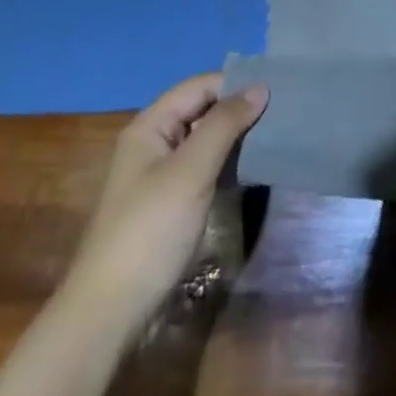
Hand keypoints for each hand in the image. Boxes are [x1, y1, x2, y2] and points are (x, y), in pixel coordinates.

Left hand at [60, 73, 267, 343]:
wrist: (112, 310)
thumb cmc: (151, 230)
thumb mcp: (191, 171)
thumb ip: (224, 125)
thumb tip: (260, 87)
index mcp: (149, 127)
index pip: (198, 87)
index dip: (235, 84)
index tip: (278, 90)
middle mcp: (153, 144)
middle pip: (201, 111)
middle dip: (238, 109)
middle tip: (284, 113)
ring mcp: (160, 176)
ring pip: (204, 141)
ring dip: (236, 138)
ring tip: (277, 136)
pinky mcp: (170, 205)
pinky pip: (204, 169)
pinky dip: (228, 164)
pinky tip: (254, 170)